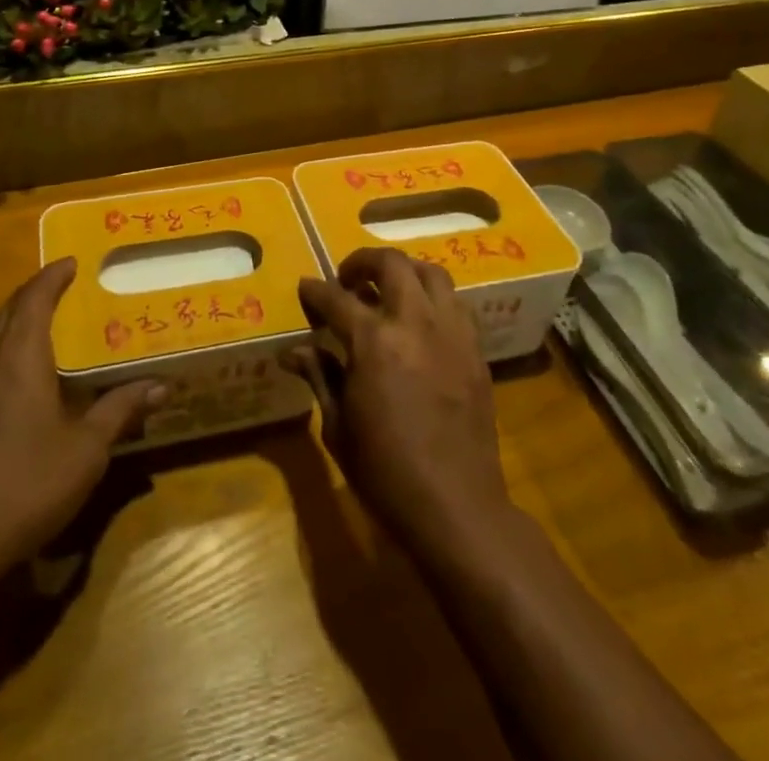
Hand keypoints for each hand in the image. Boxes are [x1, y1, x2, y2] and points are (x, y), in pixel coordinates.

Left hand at [0, 258, 162, 571]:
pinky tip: (25, 378)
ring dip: (20, 322)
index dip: (55, 275)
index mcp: (18, 355)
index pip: (36, 296)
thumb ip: (120, 410)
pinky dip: (7, 350)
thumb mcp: (85, 449)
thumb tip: (161, 385)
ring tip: (53, 328)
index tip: (74, 262)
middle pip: (11, 309)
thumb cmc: (25, 484)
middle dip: (38, 293)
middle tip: (69, 290)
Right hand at [287, 248, 514, 560]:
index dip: (315, 290)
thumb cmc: (385, 472)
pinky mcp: (475, 350)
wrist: (456, 507)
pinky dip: (433, 299)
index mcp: (373, 341)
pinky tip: (421, 322)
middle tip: (348, 279)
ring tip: (389, 290)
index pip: (336, 298)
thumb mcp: (337, 426)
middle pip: (391, 264)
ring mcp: (451, 332)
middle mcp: (414, 323)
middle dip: (362, 262)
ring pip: (431, 273)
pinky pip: (455, 304)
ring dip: (404, 272)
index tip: (306, 288)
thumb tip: (293, 351)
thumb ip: (319, 376)